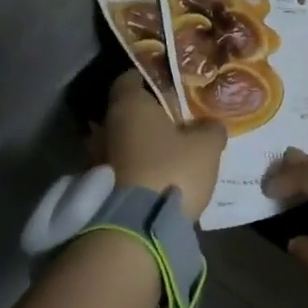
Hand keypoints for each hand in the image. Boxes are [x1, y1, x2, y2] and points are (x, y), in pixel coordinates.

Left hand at [100, 72, 225, 220]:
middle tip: (174, 121)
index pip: (129, 78)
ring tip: (166, 152)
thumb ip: (211, 129)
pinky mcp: (98, 188)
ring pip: (121, 141)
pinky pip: (119, 167)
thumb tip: (210, 125)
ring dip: (138, 145)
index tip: (168, 86)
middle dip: (146, 116)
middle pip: (125, 112)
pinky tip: (156, 176)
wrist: (138, 229)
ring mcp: (96, 158)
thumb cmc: (172, 170)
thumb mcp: (207, 147)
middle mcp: (106, 126)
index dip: (149, 79)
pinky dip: (134, 168)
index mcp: (128, 105)